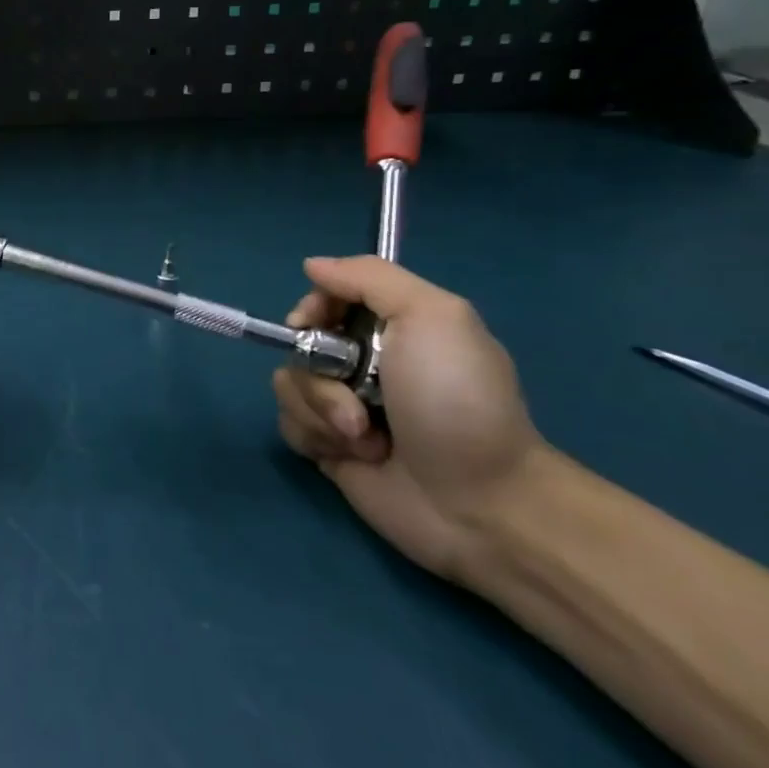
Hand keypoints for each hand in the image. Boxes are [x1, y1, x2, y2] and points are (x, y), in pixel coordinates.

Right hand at [272, 256, 544, 582]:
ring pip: (289, 384)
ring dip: (320, 409)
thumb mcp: (433, 316)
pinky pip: (290, 425)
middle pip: (298, 343)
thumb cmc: (457, 401)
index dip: (312, 308)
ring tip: (365, 437)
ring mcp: (344, 406)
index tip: (313, 324)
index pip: (325, 297)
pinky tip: (353, 455)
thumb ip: (370, 278)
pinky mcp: (329, 447)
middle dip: (317, 369)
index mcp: (390, 328)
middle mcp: (362, 362)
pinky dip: (315, 437)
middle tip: (356, 394)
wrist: (480, 502)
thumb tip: (312, 264)